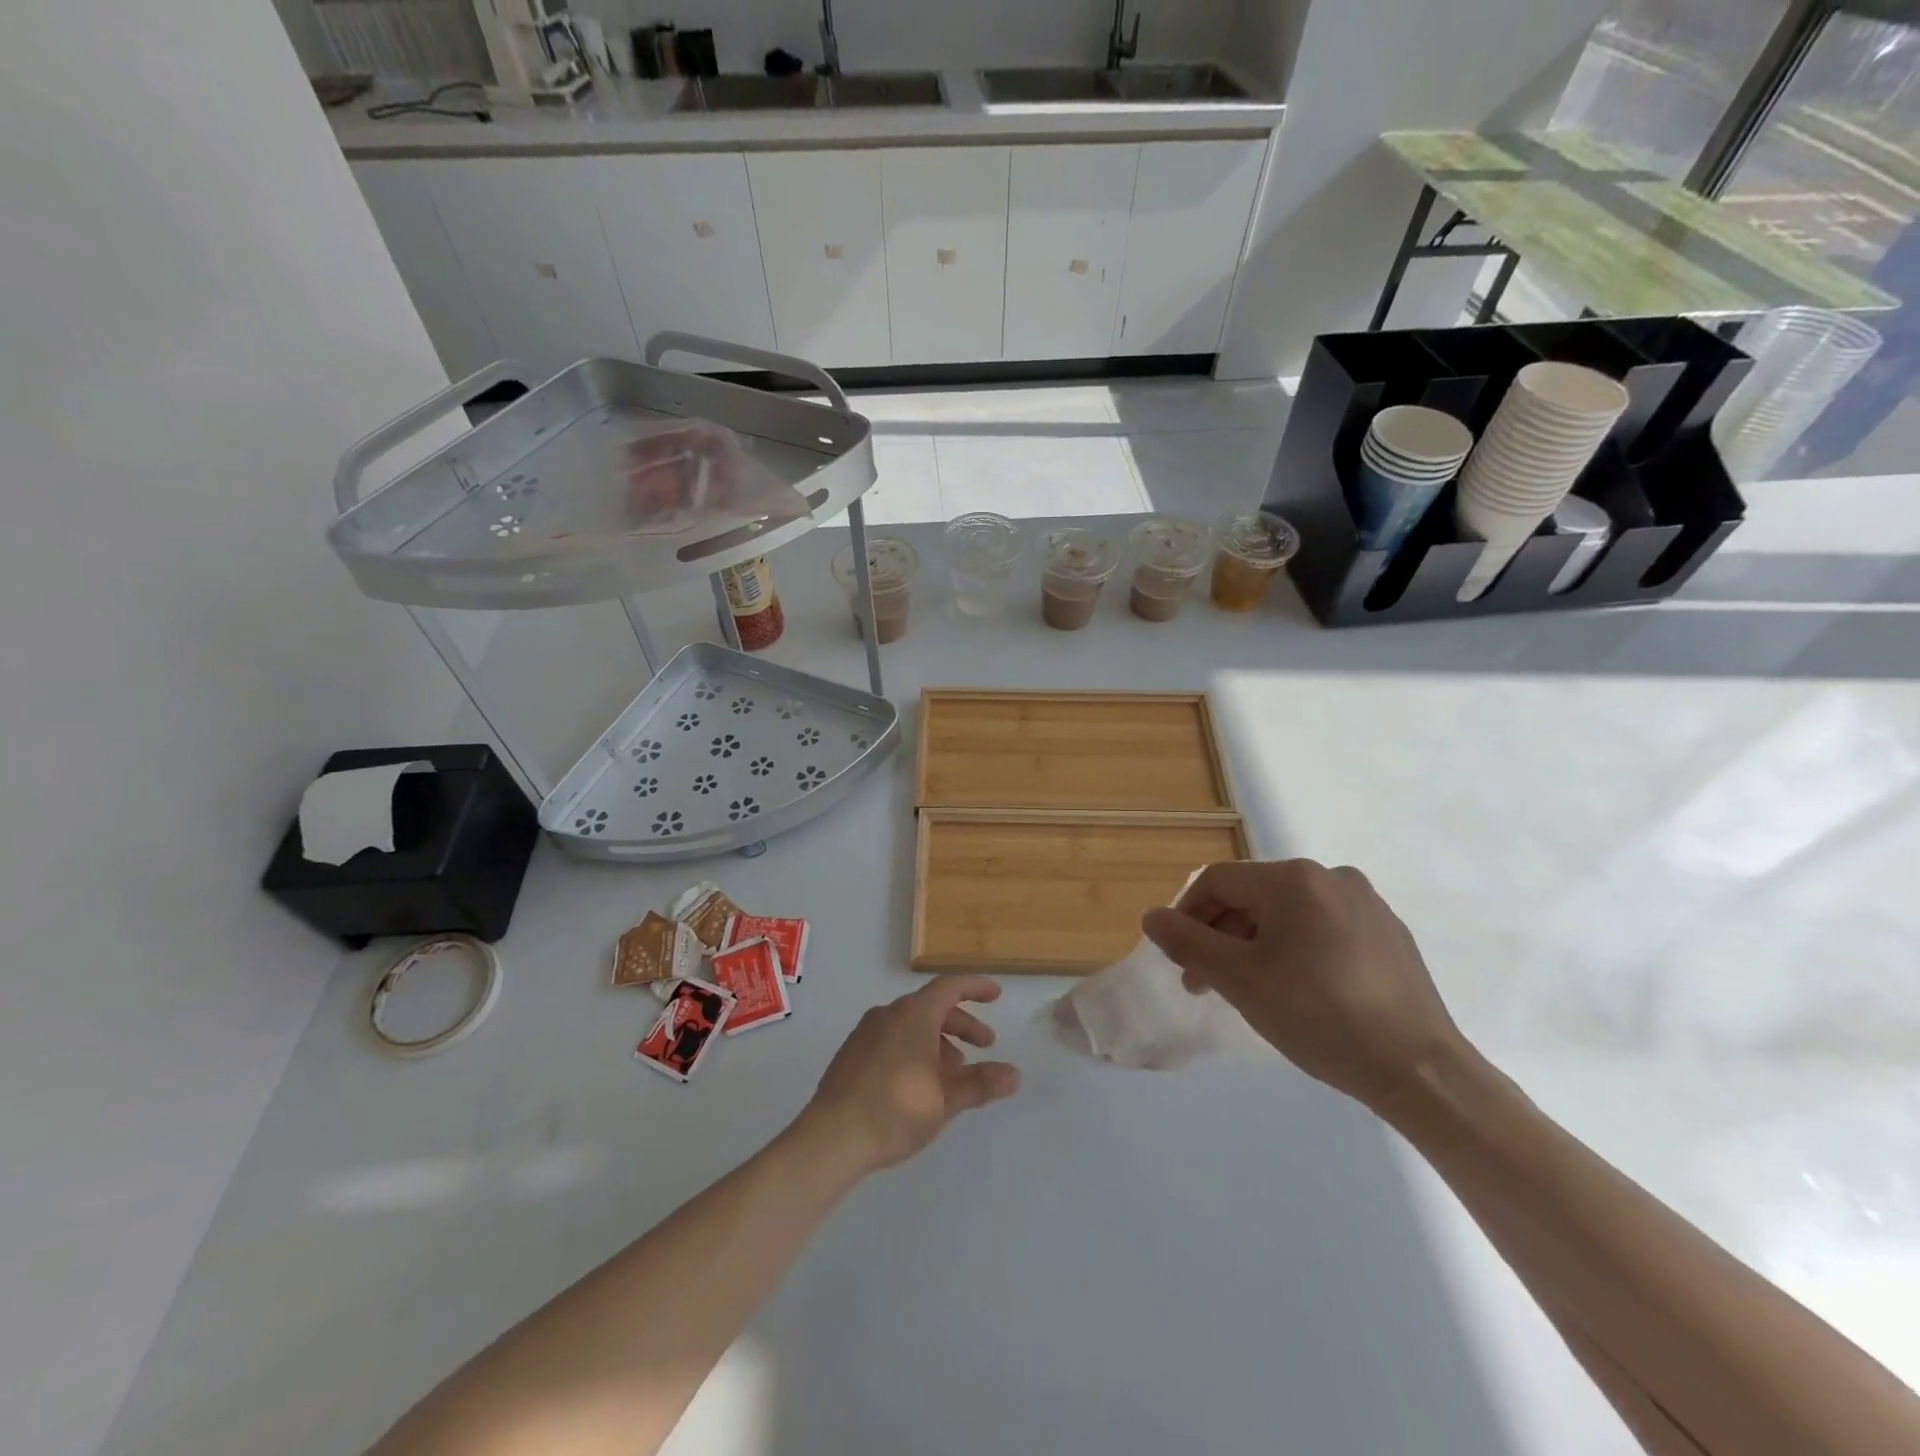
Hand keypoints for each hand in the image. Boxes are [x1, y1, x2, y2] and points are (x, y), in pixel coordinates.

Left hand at [799, 976, 1019, 1173]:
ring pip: (911, 1024)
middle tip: (985, 1045)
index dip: (976, 988)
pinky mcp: (852, 1053)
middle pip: (932, 1006)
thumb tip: (1013, 1074)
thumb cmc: (895, 1111)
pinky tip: (920, 1083)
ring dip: (938, 1040)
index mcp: (913, 1015)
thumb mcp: (946, 1100)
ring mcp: (866, 1032)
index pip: (950, 987)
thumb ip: (980, 1084)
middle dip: (962, 1023)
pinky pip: (892, 1038)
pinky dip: (914, 1049)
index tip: (996, 995)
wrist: (831, 1138)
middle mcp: (888, 1014)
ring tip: (953, 1073)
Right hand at [1141, 860, 1465, 1114]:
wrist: (1419, 1070)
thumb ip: (1188, 942)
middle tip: (1206, 982)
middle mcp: (1330, 877)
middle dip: (1221, 935)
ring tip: (1250, 989)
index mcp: (1293, 879)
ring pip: (1288, 913)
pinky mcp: (1389, 933)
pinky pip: (1323, 928)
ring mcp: (1366, 904)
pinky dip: (1296, 949)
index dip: (1187, 915)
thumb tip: (1152, 917)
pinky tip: (1299, 990)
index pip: (1218, 881)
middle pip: (1253, 896)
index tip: (1179, 960)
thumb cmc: (1319, 1016)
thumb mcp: (1239, 979)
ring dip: (1255, 943)